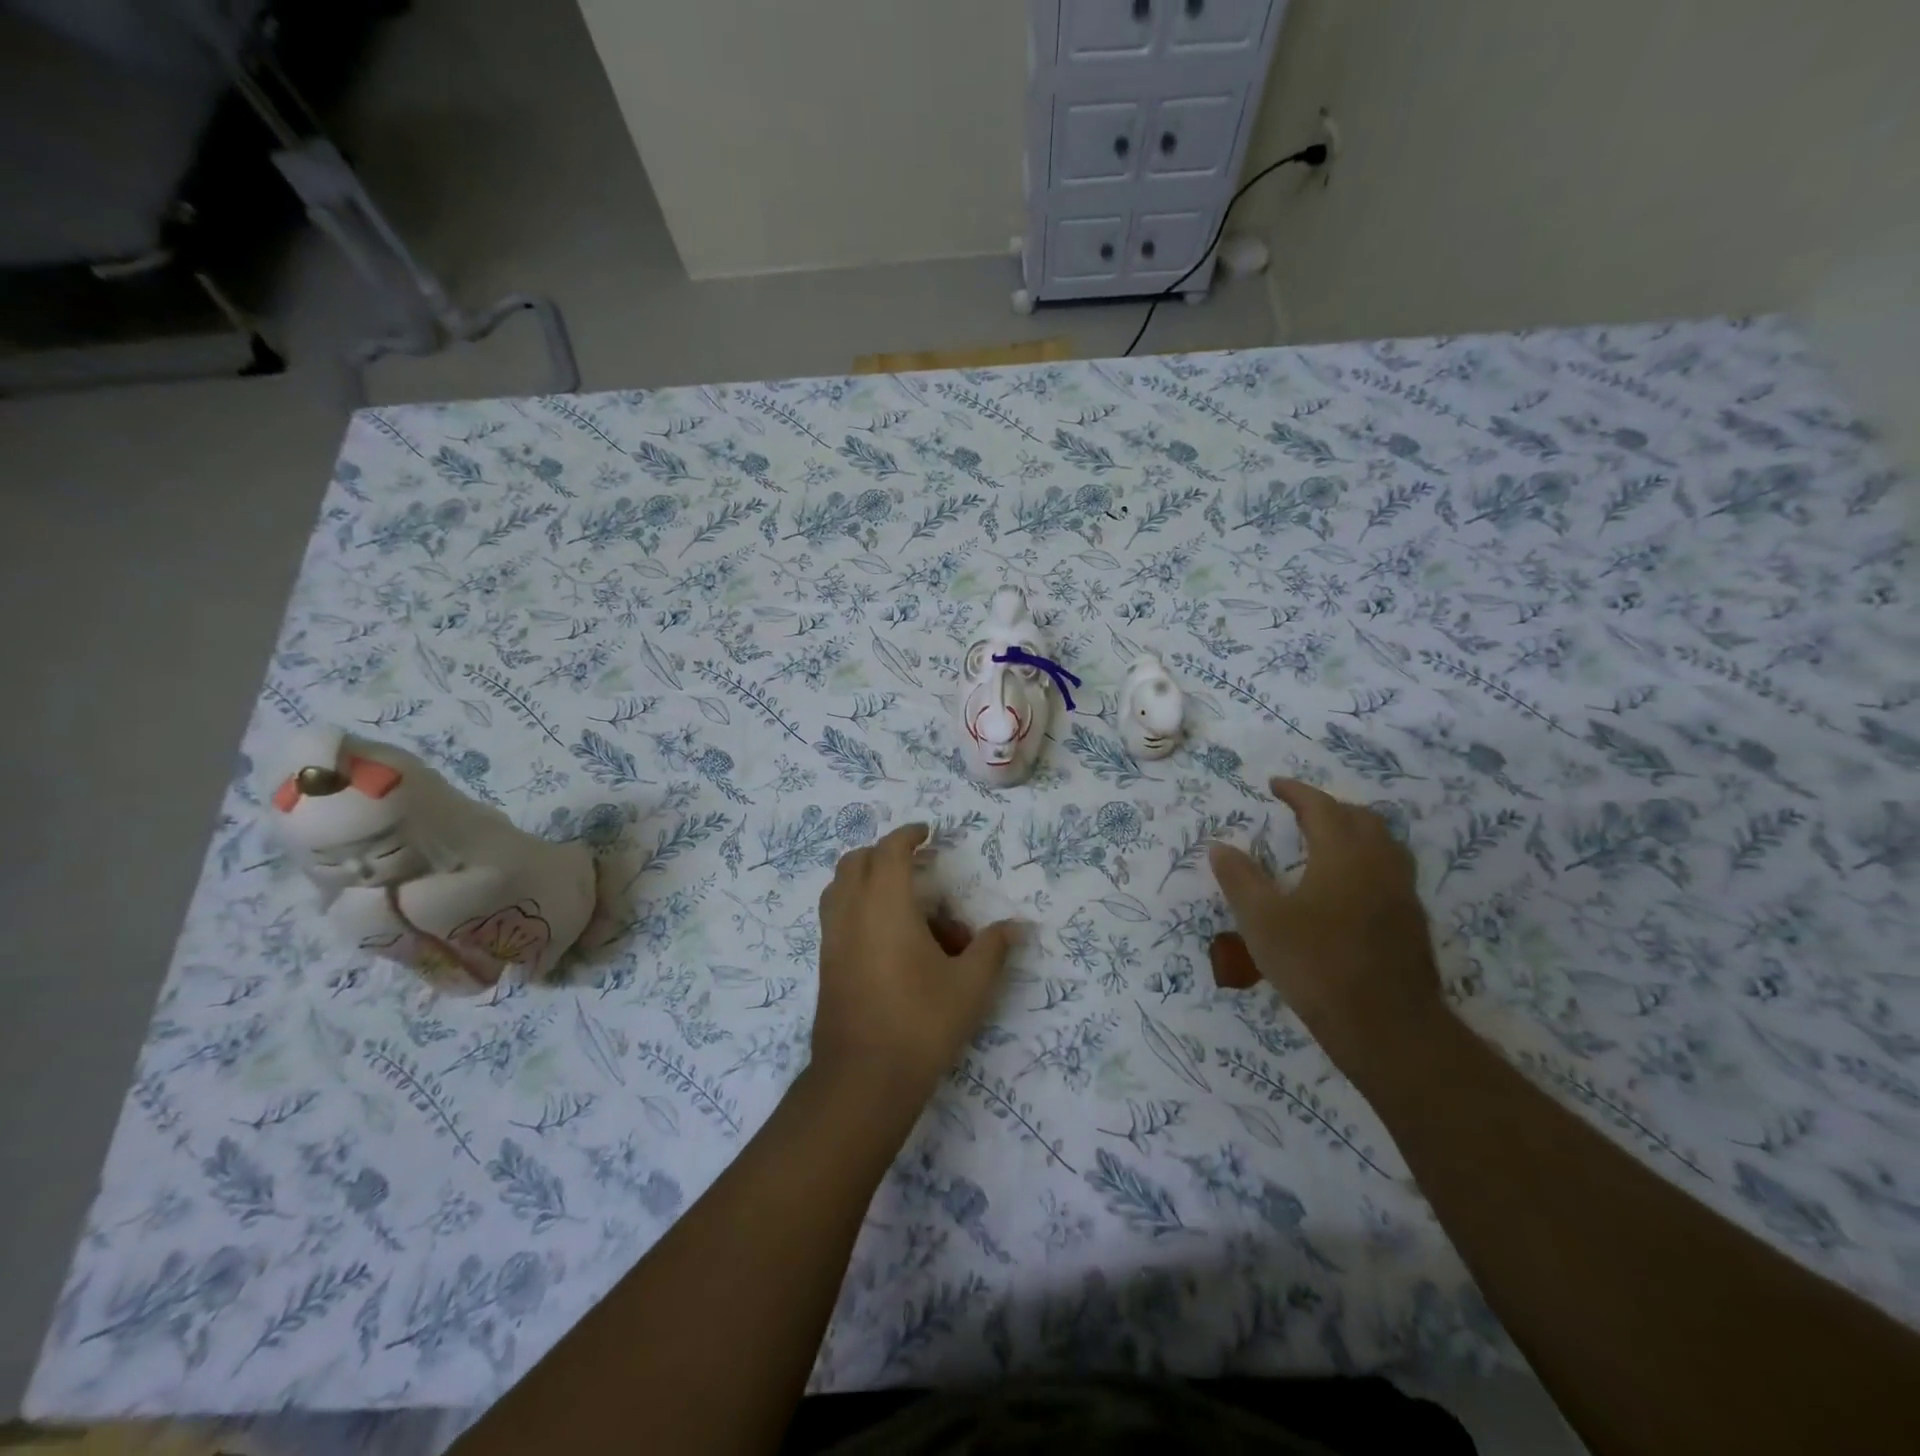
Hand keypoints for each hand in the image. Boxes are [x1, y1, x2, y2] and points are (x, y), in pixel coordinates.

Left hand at [812, 824, 1019, 1102]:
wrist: (863, 1079)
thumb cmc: (921, 1022)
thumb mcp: (970, 985)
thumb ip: (992, 949)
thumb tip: (1016, 927)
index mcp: (885, 904)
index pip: (889, 850)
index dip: (908, 835)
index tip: (927, 833)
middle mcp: (851, 912)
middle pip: (856, 861)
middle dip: (884, 853)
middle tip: (916, 864)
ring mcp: (832, 938)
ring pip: (840, 887)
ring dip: (866, 878)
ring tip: (901, 898)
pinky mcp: (825, 963)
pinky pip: (837, 915)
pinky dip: (857, 905)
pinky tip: (888, 936)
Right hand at [1207, 778, 1445, 1078]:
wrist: (1387, 1027)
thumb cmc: (1316, 964)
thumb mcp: (1262, 921)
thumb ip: (1240, 879)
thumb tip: (1220, 847)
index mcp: (1343, 854)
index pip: (1321, 807)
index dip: (1296, 792)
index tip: (1275, 785)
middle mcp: (1379, 863)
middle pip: (1360, 818)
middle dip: (1328, 807)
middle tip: (1298, 812)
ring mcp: (1401, 893)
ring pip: (1382, 843)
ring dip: (1353, 832)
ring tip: (1325, 843)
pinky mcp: (1411, 921)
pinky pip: (1389, 870)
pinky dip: (1366, 860)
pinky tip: (1346, 887)